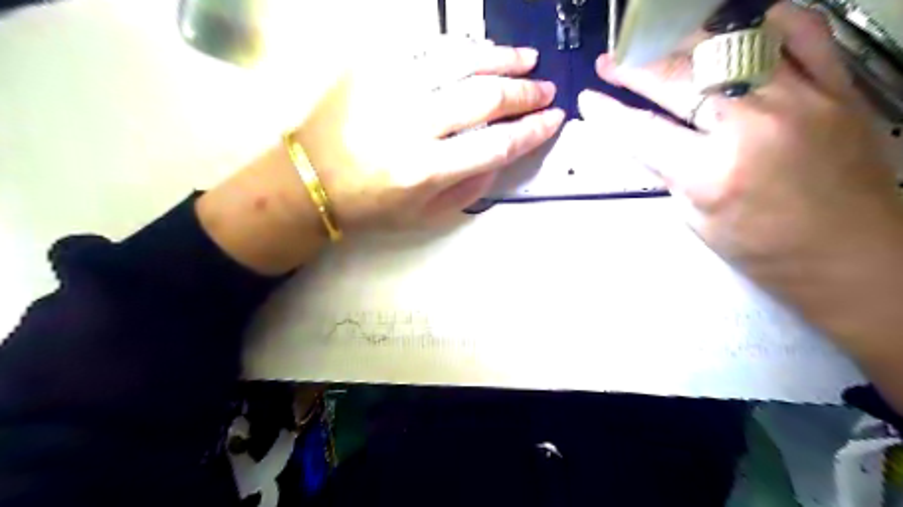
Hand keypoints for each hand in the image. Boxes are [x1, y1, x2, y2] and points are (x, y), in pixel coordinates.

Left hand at [200, 39, 562, 274]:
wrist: (310, 180)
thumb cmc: (371, 206)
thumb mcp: (426, 215)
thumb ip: (471, 187)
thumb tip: (503, 153)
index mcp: (426, 170)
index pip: (496, 144)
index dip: (533, 130)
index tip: (554, 119)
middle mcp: (412, 126)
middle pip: (485, 97)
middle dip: (525, 92)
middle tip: (546, 89)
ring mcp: (390, 89)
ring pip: (460, 60)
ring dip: (501, 57)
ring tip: (526, 59)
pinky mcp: (372, 67)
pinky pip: (427, 46)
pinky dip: (461, 46)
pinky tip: (480, 49)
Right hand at [578, 3, 902, 360]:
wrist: (855, 255)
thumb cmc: (764, 250)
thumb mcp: (696, 219)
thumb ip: (669, 173)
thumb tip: (647, 140)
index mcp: (712, 173)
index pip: (643, 132)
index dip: (609, 113)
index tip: (588, 99)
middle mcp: (753, 125)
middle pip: (679, 80)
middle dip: (635, 69)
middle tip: (612, 62)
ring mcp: (801, 98)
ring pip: (731, 45)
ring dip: (684, 44)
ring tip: (662, 48)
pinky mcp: (838, 87)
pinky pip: (802, 32)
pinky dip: (765, 22)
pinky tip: (737, 30)